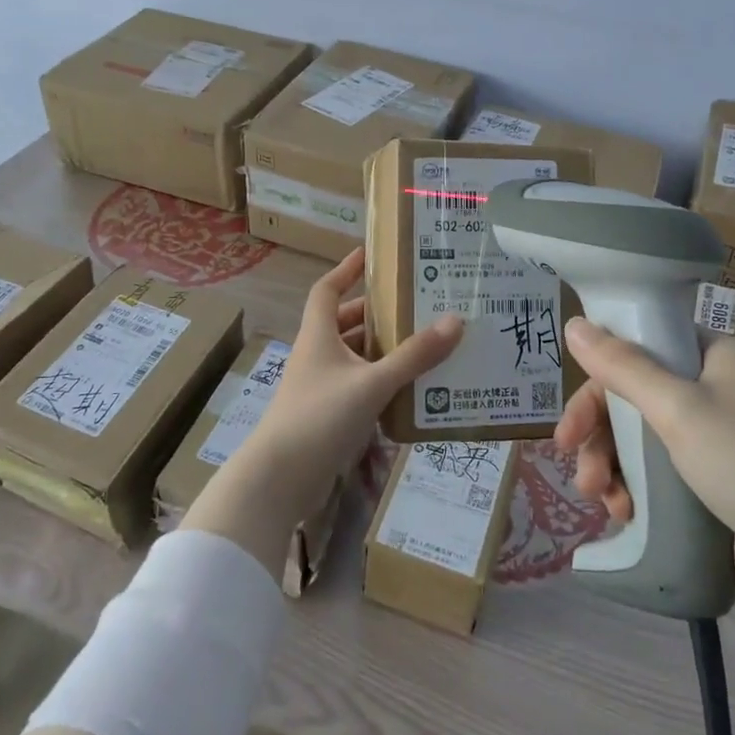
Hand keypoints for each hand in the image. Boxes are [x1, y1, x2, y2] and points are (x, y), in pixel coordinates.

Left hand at [186, 250, 463, 575]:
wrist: (279, 480)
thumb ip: (414, 356)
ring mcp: (321, 387)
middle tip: (417, 305)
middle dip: (378, 314)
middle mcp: (317, 355)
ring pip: (355, 358)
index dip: (347, 269)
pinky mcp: (328, 417)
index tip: (372, 254)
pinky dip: (382, 383)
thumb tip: (455, 321)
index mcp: (318, 336)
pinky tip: (412, 389)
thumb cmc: (320, 417)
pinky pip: (359, 388)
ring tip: (425, 344)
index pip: (328, 289)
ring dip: (384, 351)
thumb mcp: (372, 383)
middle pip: (346, 323)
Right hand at [555, 318, 734, 625]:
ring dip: (613, 465)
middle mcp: (720, 387)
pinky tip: (625, 512)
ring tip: (603, 501)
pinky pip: (664, 469)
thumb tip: (573, 323)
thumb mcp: (678, 409)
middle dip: (601, 434)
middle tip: (574, 466)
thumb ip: (622, 367)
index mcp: (718, 354)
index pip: (643, 347)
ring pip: (645, 436)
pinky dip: (638, 486)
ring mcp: (723, 436)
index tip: (571, 421)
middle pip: (637, 395)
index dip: (600, 379)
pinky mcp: (723, 480)